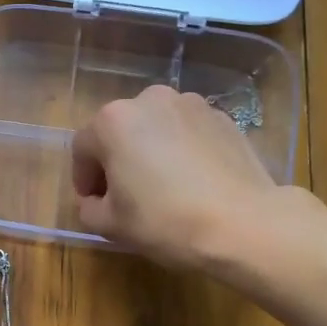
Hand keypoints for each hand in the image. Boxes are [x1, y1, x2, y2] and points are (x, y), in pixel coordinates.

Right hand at [70, 86, 286, 268]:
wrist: (243, 223)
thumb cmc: (165, 221)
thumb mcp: (111, 225)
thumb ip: (89, 207)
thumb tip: (96, 200)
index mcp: (113, 121)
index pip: (83, 148)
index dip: (83, 179)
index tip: (94, 203)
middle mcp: (149, 100)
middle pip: (120, 131)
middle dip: (117, 160)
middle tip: (126, 196)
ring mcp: (190, 104)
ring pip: (155, 128)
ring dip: (150, 151)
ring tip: (162, 187)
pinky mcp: (222, 117)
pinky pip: (187, 132)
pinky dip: (181, 150)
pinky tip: (192, 182)